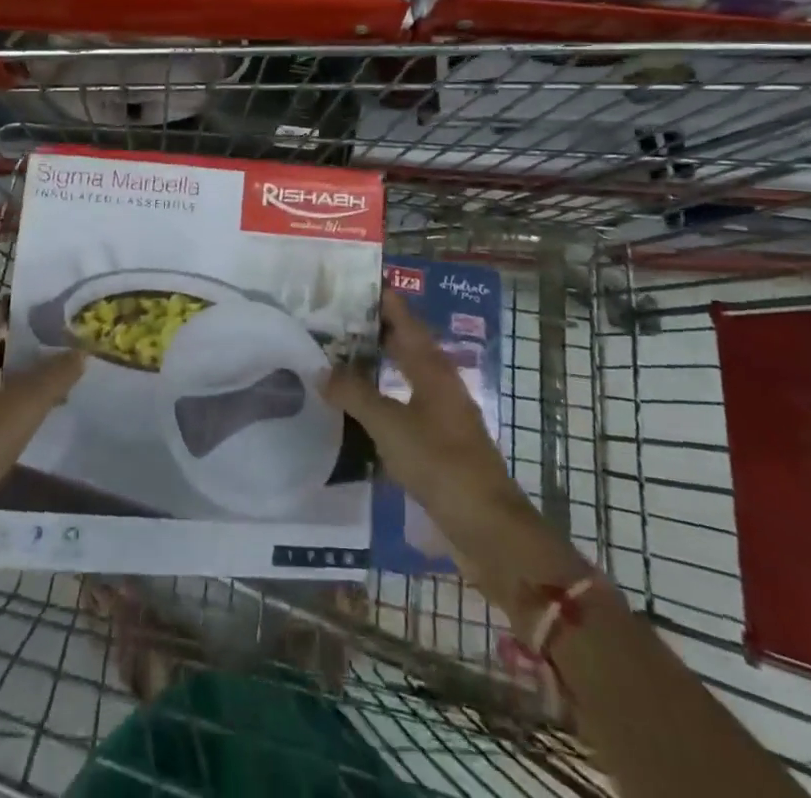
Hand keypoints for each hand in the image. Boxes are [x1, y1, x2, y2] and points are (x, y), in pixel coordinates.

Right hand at [322, 291, 586, 609]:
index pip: (404, 319)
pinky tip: (352, 410)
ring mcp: (439, 416)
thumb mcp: (391, 425)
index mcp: (433, 369)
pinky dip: (376, 401)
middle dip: (371, 330)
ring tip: (333, 358)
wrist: (487, 529)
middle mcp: (438, 384)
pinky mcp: (435, 445)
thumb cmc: (441, 464)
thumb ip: (355, 395)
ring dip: (372, 366)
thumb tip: (322, 370)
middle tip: (330, 318)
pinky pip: (399, 409)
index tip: (351, 280)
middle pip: (403, 345)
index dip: (382, 298)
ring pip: (400, 377)